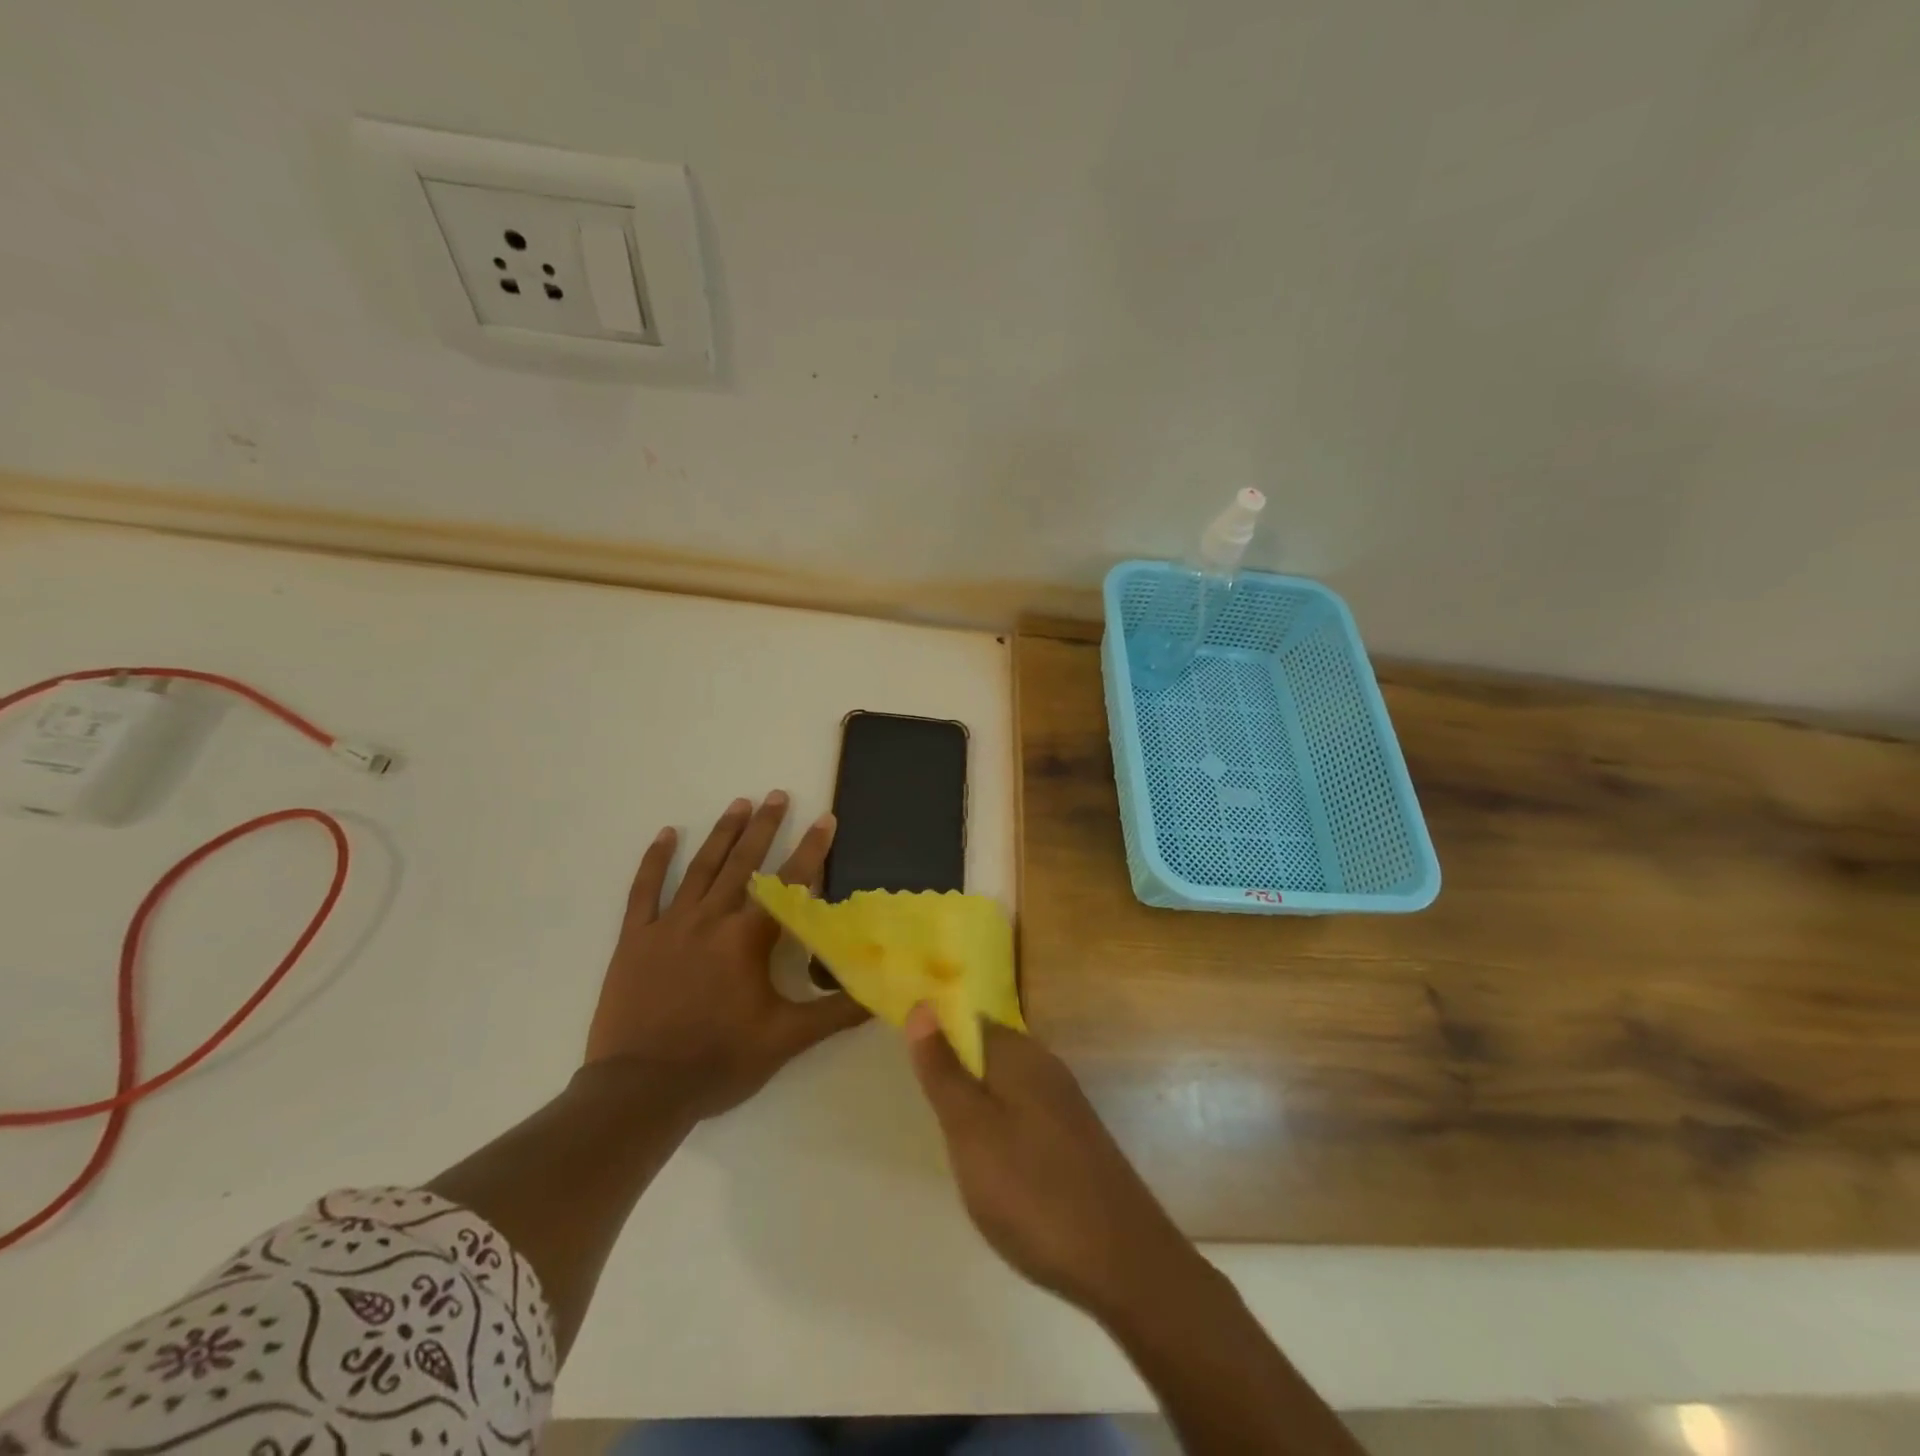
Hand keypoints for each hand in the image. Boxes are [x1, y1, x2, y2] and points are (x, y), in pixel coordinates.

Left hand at [585, 792, 867, 1121]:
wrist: (640, 1090)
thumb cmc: (719, 1061)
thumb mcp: (786, 1039)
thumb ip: (835, 1012)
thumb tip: (882, 994)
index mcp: (748, 938)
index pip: (789, 883)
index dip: (811, 849)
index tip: (825, 818)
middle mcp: (711, 919)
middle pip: (743, 863)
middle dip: (764, 826)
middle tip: (777, 794)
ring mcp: (670, 925)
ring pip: (700, 868)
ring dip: (722, 833)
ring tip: (739, 803)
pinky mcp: (635, 939)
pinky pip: (645, 890)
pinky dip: (655, 860)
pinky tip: (666, 835)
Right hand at [904, 1004, 1201, 1320]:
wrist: (1122, 1262)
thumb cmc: (1031, 1190)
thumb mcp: (970, 1129)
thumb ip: (943, 1069)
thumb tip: (922, 1005)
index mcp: (1018, 1053)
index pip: (968, 1019)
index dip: (937, 1034)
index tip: (912, 1068)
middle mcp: (1045, 1066)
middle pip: (986, 1052)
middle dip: (955, 1075)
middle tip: (929, 1116)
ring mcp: (1064, 1103)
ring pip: (1004, 1087)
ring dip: (977, 1107)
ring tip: (956, 1147)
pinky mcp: (1074, 1138)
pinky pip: (1024, 1116)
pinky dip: (1002, 1131)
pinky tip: (996, 1169)